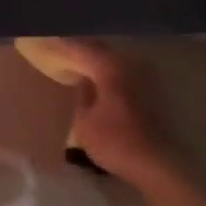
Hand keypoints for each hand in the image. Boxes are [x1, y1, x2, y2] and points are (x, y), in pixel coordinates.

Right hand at [51, 39, 182, 185]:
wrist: (157, 164)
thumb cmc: (115, 143)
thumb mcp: (85, 123)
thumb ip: (82, 96)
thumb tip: (83, 80)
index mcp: (111, 68)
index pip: (82, 49)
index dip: (64, 45)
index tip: (48, 41)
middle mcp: (131, 65)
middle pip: (102, 50)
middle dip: (82, 49)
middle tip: (62, 49)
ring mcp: (146, 77)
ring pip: (115, 60)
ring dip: (98, 60)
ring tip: (79, 62)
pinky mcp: (154, 91)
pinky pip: (125, 72)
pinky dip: (110, 72)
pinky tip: (101, 80)